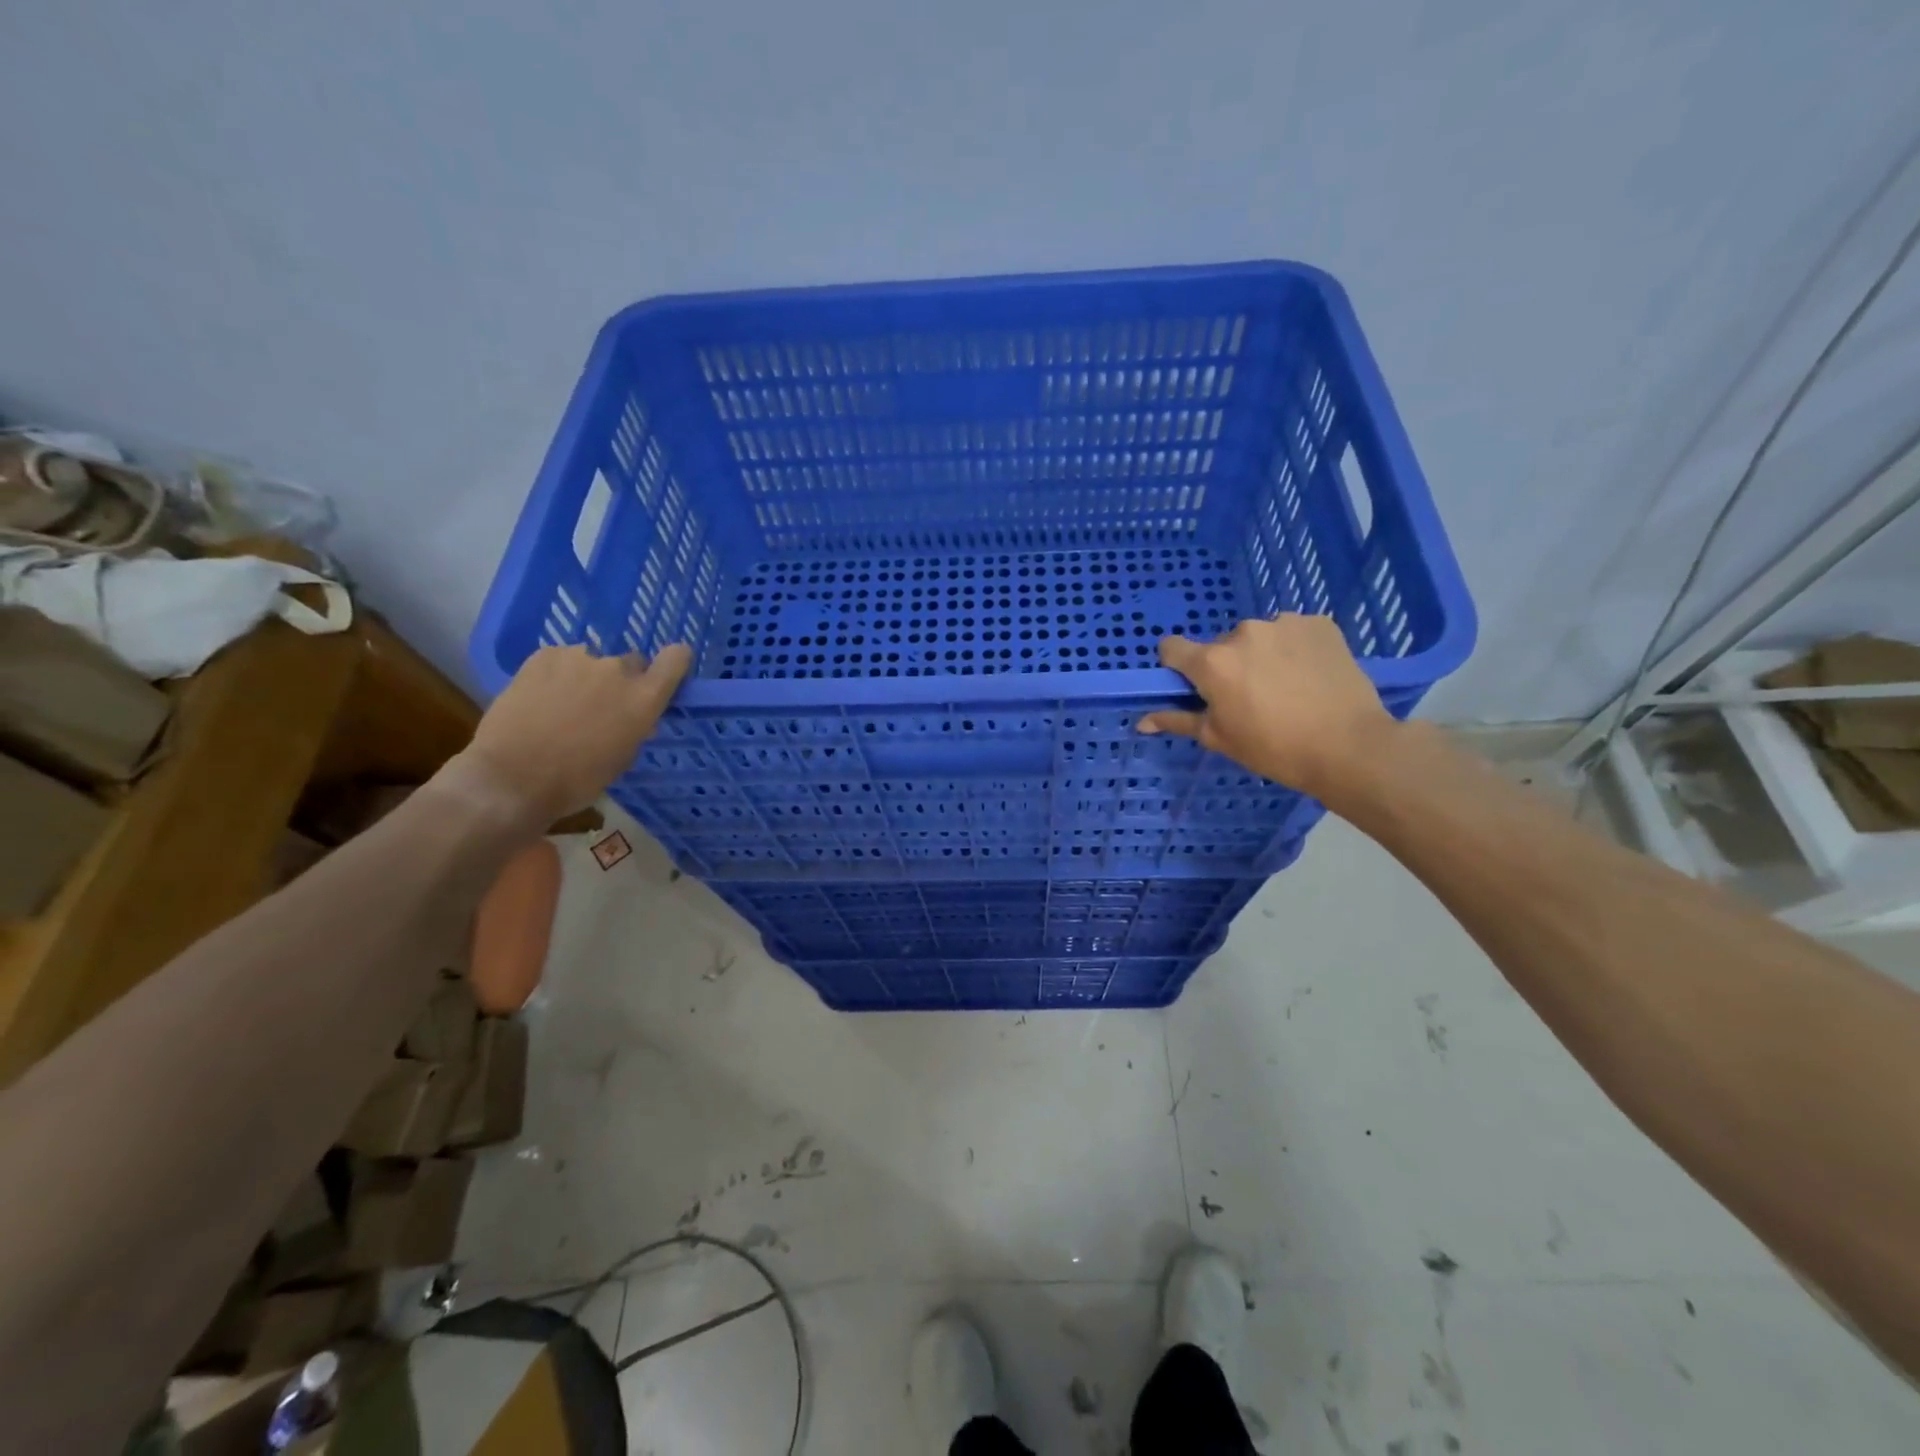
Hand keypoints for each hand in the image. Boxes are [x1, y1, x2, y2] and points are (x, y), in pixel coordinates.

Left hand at [457, 643, 691, 823]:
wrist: (512, 777)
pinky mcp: (544, 655)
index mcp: (644, 698)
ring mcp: (579, 658)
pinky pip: (562, 660)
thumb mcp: (623, 758)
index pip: (676, 659)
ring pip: (593, 662)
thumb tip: (637, 718)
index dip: (674, 662)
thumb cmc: (577, 780)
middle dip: (622, 681)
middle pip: (632, 663)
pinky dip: (557, 675)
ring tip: (563, 706)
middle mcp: (617, 670)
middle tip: (602, 707)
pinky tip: (541, 699)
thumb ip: (636, 727)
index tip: (666, 674)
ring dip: (587, 678)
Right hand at [1138, 614, 1396, 798]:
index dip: (1177, 667)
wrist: (1350, 747)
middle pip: (1220, 646)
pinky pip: (1292, 633)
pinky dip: (1294, 649)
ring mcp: (1284, 623)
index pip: (1172, 648)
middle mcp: (1243, 633)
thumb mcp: (1219, 738)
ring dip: (1261, 656)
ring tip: (1286, 688)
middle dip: (1227, 666)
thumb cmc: (1275, 748)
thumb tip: (1142, 722)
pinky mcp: (1319, 623)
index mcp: (1213, 662)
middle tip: (1250, 698)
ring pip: (1258, 638)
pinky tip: (1310, 676)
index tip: (1194, 687)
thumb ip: (1178, 720)